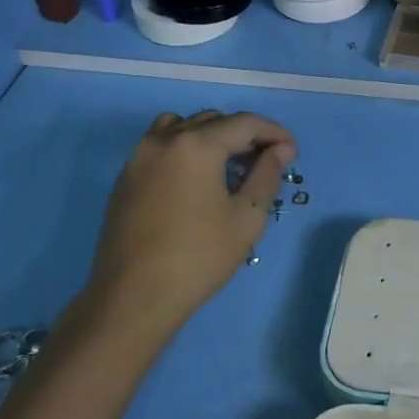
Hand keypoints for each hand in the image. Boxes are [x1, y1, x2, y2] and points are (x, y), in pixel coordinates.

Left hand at [73, 110, 295, 349]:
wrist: (133, 297)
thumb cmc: (199, 256)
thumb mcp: (247, 217)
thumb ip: (267, 175)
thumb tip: (280, 150)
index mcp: (197, 145)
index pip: (245, 123)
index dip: (274, 133)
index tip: (292, 153)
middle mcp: (165, 140)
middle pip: (214, 121)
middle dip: (245, 135)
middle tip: (265, 162)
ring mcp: (139, 157)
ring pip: (183, 127)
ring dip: (212, 137)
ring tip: (229, 167)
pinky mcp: (126, 178)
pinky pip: (162, 146)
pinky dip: (186, 150)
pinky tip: (198, 181)